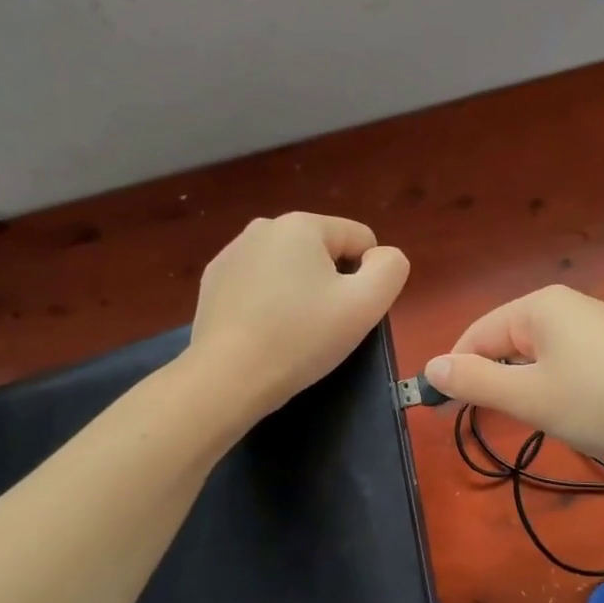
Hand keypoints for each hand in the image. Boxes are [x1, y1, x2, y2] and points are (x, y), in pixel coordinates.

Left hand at [189, 212, 409, 419]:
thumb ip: (391, 269)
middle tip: (323, 326)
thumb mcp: (366, 304)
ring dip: (299, 292)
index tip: (350, 312)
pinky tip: (263, 333)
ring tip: (292, 332)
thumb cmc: (302, 337)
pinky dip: (268, 302)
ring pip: (289, 268)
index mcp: (301, 224)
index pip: (360, 239)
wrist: (228, 378)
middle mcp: (263, 227)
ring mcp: (231, 253)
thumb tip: (382, 257)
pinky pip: (259, 284)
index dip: (368, 277)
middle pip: (323, 252)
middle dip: (330, 283)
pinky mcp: (212, 282)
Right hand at [423, 285, 603, 473]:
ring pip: (538, 357)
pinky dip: (558, 389)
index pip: (476, 334)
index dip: (457, 372)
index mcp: (539, 305)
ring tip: (541, 420)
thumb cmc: (603, 403)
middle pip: (507, 341)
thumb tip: (429, 366)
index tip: (445, 413)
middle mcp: (567, 306)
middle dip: (494, 380)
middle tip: (498, 422)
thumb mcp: (529, 396)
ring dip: (527, 388)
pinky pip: (568, 364)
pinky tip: (575, 414)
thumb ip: (475, 380)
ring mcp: (598, 327)